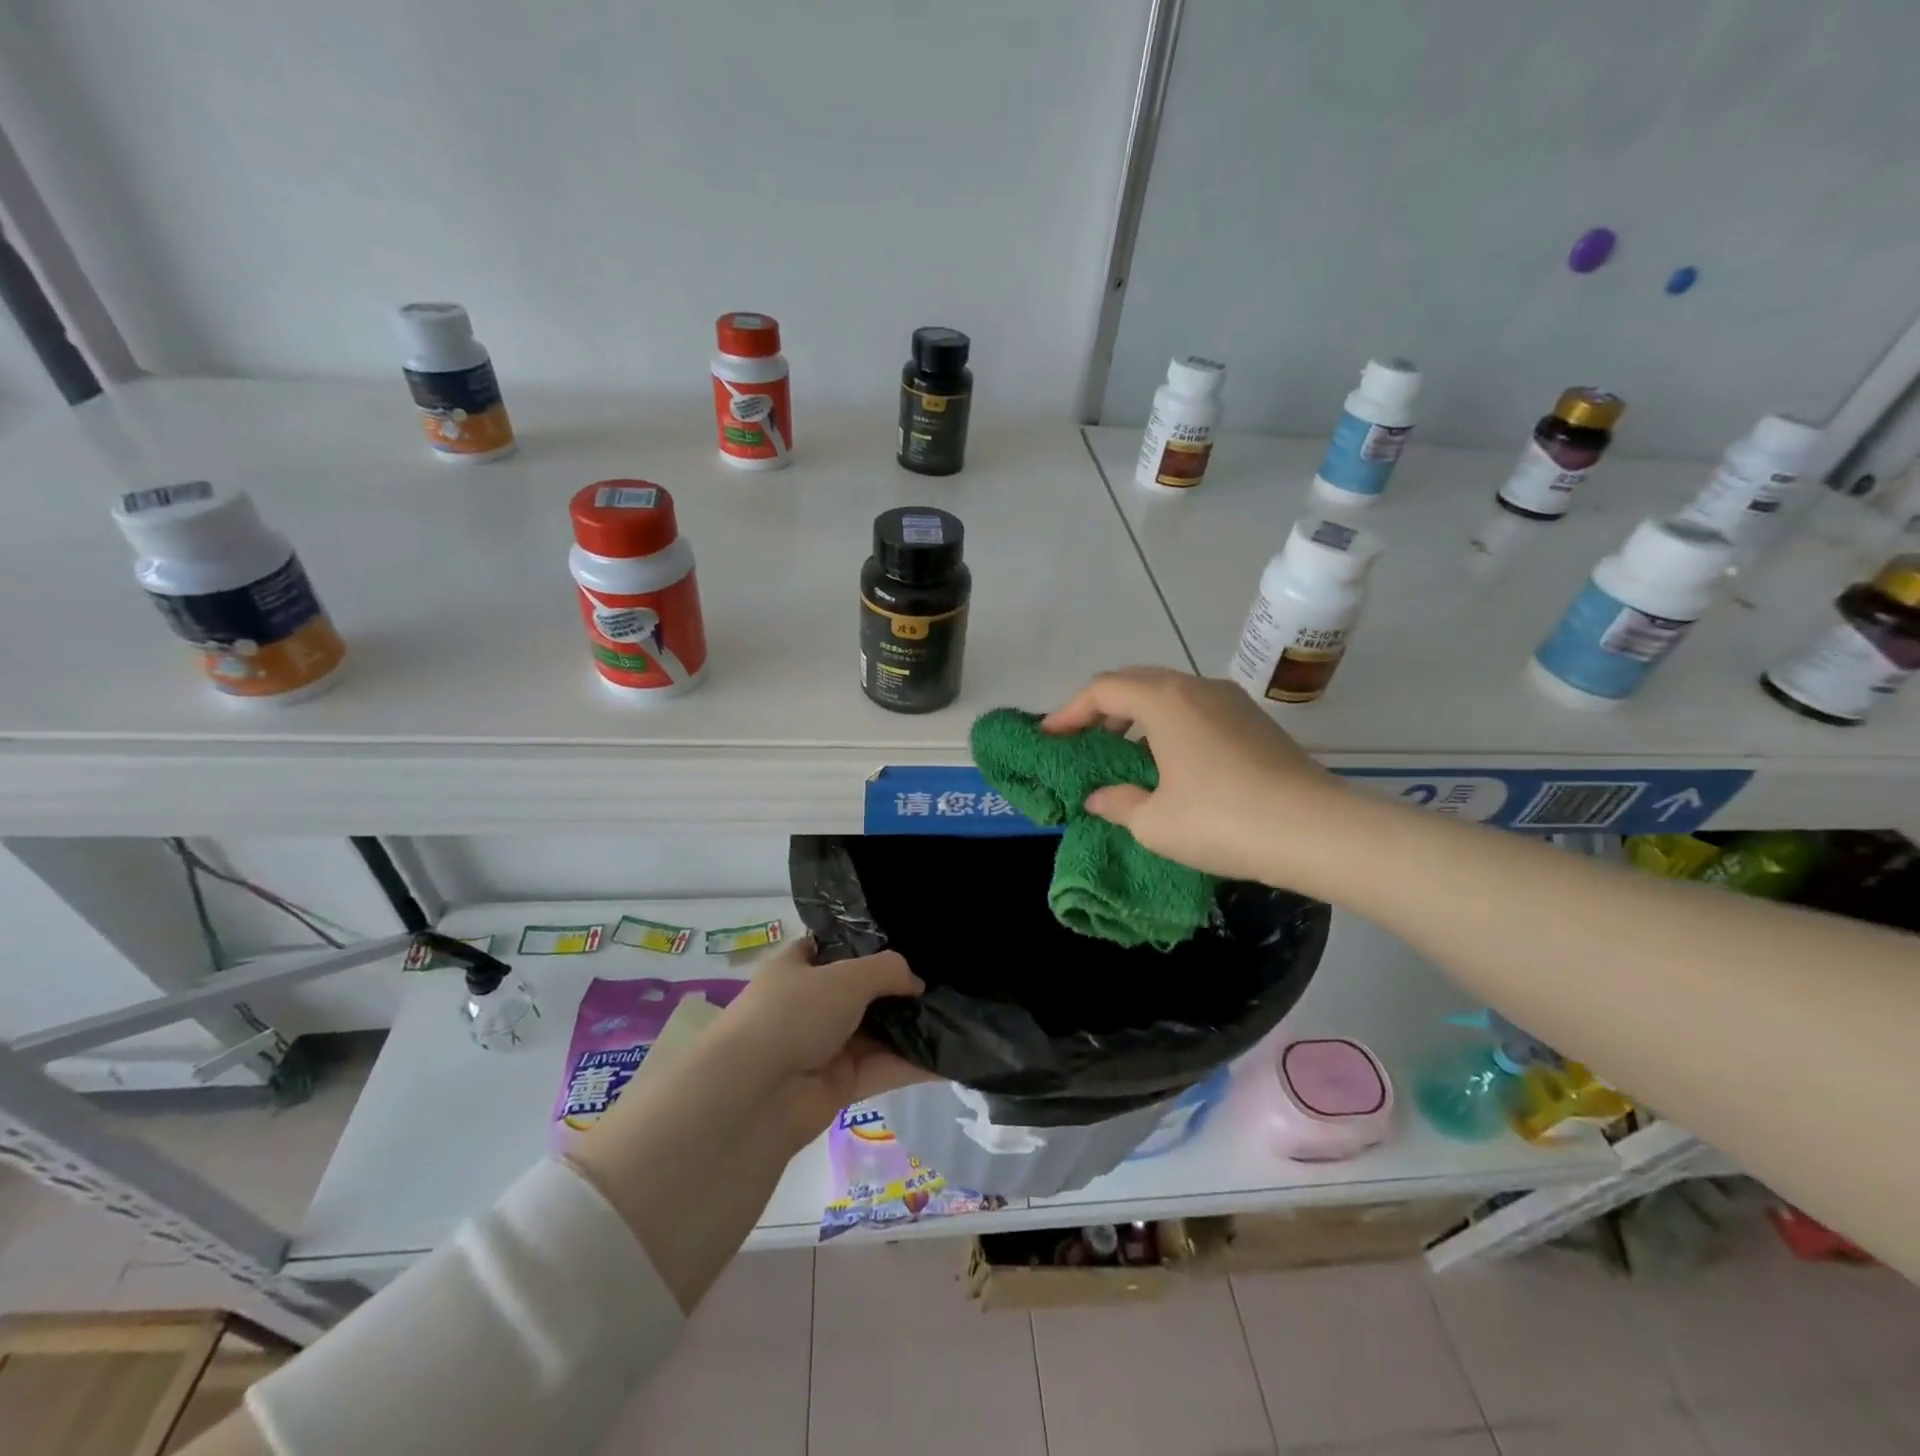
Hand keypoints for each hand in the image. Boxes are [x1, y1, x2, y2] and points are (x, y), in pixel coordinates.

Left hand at [716, 938, 933, 1145]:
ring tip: (959, 1014)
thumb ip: (887, 970)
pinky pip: (883, 1069)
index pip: (835, 947)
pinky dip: (914, 1065)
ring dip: (912, 1027)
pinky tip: (952, 1057)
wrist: (754, 1094)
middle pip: (863, 991)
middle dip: (900, 988)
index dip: (868, 943)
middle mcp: (811, 1004)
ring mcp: (825, 1046)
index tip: (909, 940)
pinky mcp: (840, 1086)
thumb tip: (917, 982)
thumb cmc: (793, 1013)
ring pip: (877, 1032)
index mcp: (798, 967)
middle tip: (946, 978)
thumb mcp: (846, 976)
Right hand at [1042, 666, 1347, 885]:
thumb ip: (1118, 803)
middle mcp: (1196, 688)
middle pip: (1135, 681)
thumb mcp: (1155, 822)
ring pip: (1168, 694)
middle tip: (1082, 740)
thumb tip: (1100, 797)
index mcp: (1164, 701)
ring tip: (1122, 752)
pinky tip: (1168, 762)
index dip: (1069, 711)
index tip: (1050, 737)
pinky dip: (1168, 725)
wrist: (1318, 831)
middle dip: (1101, 708)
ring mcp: (1230, 701)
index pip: (1102, 689)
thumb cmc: (1222, 821)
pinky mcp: (1254, 721)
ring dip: (1137, 715)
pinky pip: (1195, 709)